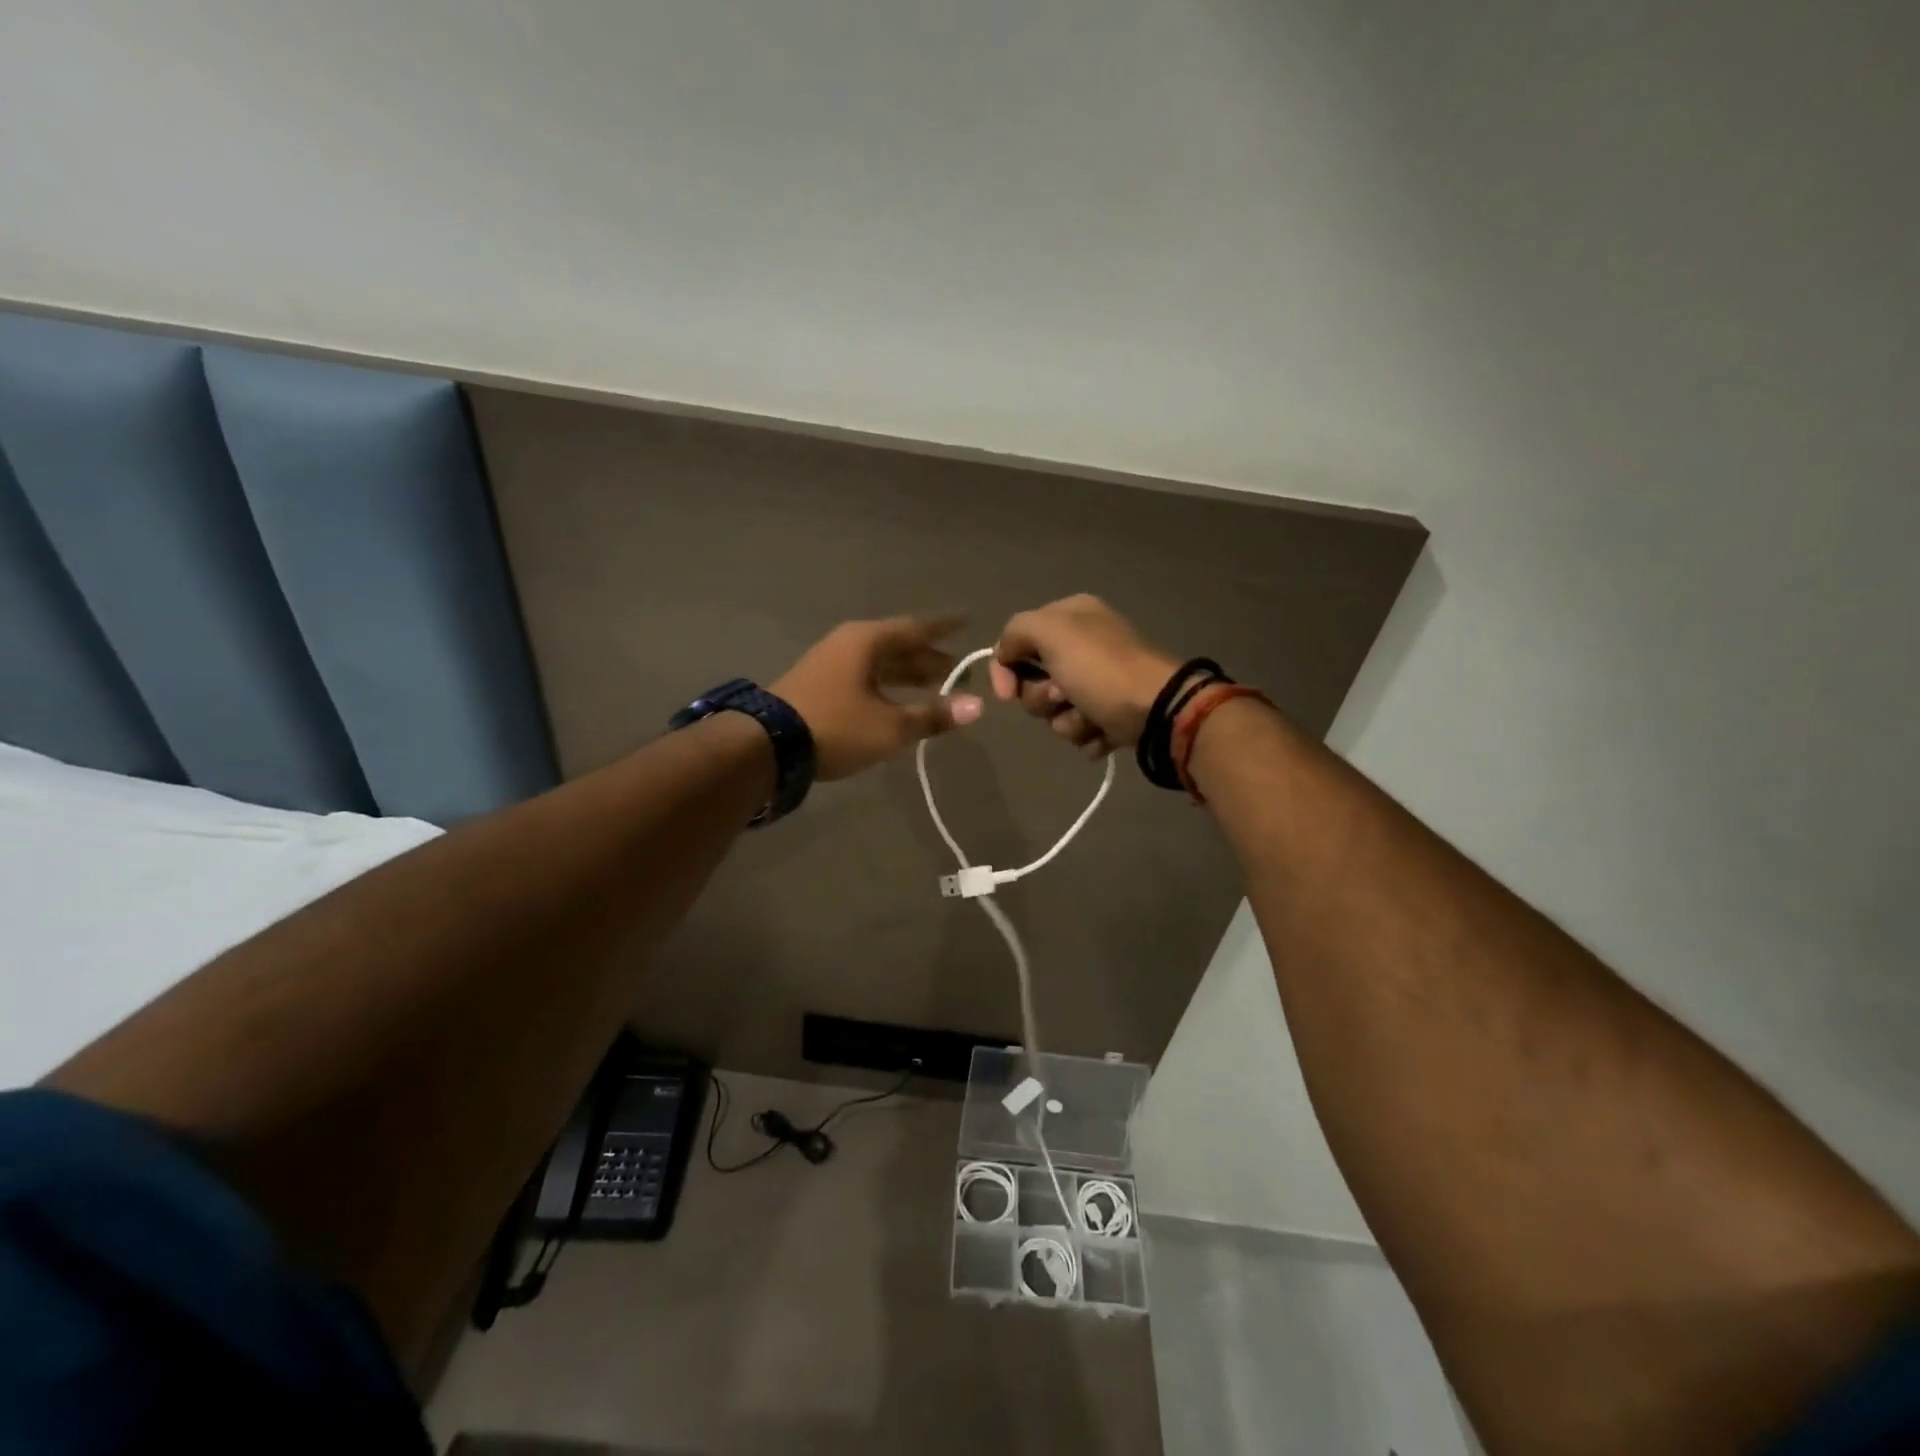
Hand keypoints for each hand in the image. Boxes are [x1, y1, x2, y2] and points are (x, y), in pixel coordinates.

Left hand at [773, 615, 982, 779]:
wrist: (769, 745)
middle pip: (899, 645)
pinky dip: (888, 685)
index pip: (917, 628)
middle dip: (929, 658)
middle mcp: (850, 643)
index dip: (945, 628)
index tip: (968, 622)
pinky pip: (865, 675)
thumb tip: (977, 706)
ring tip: (936, 686)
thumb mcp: (891, 726)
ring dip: (908, 673)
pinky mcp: (820, 684)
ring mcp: (831, 662)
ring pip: (881, 662)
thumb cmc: (836, 726)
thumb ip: (933, 715)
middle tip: (958, 670)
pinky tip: (898, 700)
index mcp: (869, 641)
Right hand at [989, 595, 1178, 756]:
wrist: (1157, 711)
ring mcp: (1099, 682)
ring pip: (1055, 712)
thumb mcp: (1051, 631)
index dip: (1005, 669)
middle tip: (1064, 695)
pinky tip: (1104, 730)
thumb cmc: (1100, 669)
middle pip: (1033, 682)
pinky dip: (1088, 735)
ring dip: (1068, 720)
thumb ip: (1015, 632)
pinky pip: (1080, 731)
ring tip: (1091, 717)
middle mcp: (1085, 645)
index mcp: (1071, 616)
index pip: (1016, 641)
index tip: (1007, 693)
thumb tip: (1006, 656)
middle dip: (1043, 698)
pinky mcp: (1111, 714)